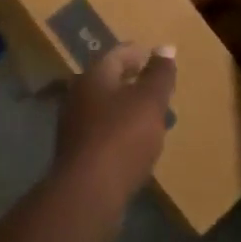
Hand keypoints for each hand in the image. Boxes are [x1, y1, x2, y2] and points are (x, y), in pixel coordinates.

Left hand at [53, 44, 175, 236]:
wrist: (87, 194)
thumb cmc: (122, 137)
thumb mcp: (150, 101)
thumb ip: (160, 74)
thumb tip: (165, 47)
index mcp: (94, 76)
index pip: (119, 54)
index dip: (140, 53)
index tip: (159, 59)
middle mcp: (78, 96)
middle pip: (110, 81)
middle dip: (135, 82)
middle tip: (160, 88)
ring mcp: (74, 126)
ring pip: (107, 108)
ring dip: (129, 109)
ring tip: (155, 117)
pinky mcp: (78, 153)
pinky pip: (104, 132)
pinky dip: (122, 131)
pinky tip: (138, 143)